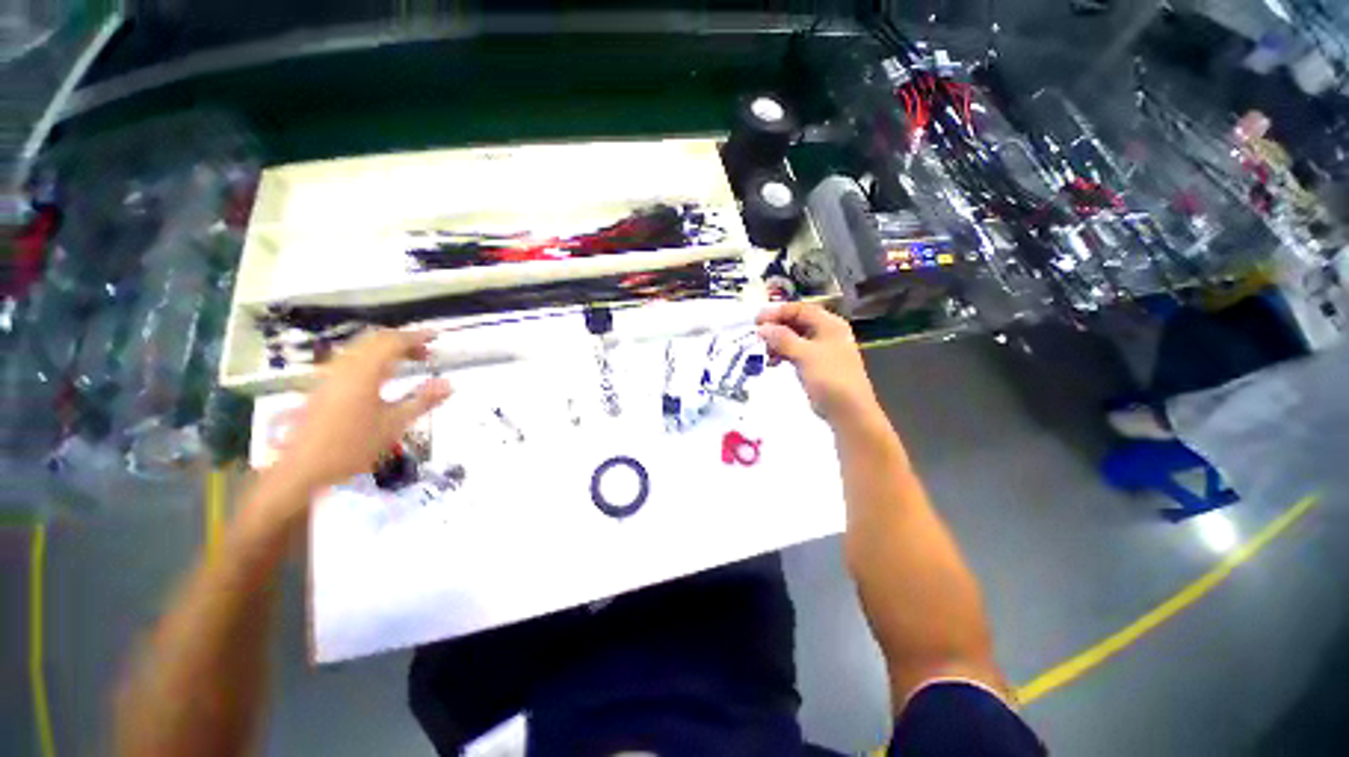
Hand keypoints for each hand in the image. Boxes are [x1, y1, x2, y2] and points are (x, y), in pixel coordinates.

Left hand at [277, 329, 451, 492]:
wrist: (301, 470)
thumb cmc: (352, 446)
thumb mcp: (394, 424)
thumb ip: (422, 400)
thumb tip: (449, 384)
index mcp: (364, 372)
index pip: (393, 342)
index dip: (416, 337)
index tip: (436, 337)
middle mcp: (344, 366)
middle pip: (374, 340)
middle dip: (402, 341)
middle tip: (425, 352)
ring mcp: (329, 375)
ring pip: (360, 348)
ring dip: (385, 349)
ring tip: (407, 361)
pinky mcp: (322, 386)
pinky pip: (350, 360)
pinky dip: (371, 359)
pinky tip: (381, 376)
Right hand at [757, 303, 878, 422]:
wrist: (848, 411)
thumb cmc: (830, 378)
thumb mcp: (804, 355)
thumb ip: (782, 338)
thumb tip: (762, 328)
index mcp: (829, 324)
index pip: (799, 309)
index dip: (777, 312)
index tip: (756, 321)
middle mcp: (826, 332)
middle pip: (797, 322)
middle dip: (776, 327)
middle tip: (757, 336)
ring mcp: (821, 350)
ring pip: (795, 338)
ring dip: (778, 342)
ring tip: (764, 352)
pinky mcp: (816, 365)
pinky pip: (796, 352)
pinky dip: (783, 354)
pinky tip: (772, 362)